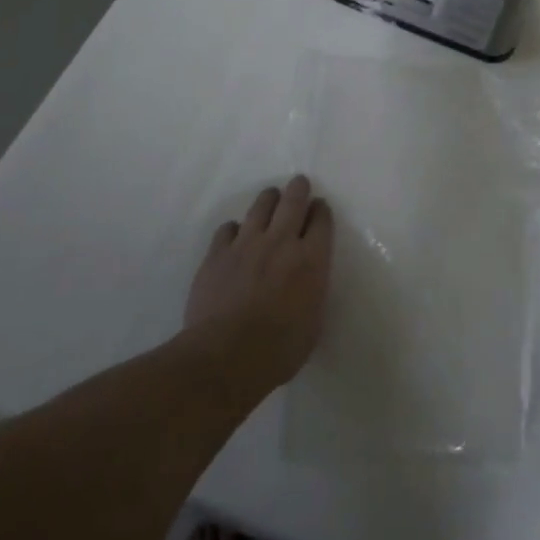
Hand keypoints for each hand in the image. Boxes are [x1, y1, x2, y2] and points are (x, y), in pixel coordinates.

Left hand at [183, 176, 334, 391]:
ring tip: (270, 197)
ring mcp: (246, 244)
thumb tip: (308, 281)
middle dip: (298, 189)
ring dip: (269, 199)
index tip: (320, 208)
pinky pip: (228, 228)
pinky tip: (235, 235)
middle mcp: (281, 242)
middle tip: (299, 183)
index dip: (321, 211)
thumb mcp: (313, 322)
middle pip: (293, 201)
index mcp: (312, 259)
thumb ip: (313, 291)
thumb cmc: (279, 349)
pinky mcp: (217, 254)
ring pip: (260, 206)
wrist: (226, 356)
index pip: (322, 220)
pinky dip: (235, 229)